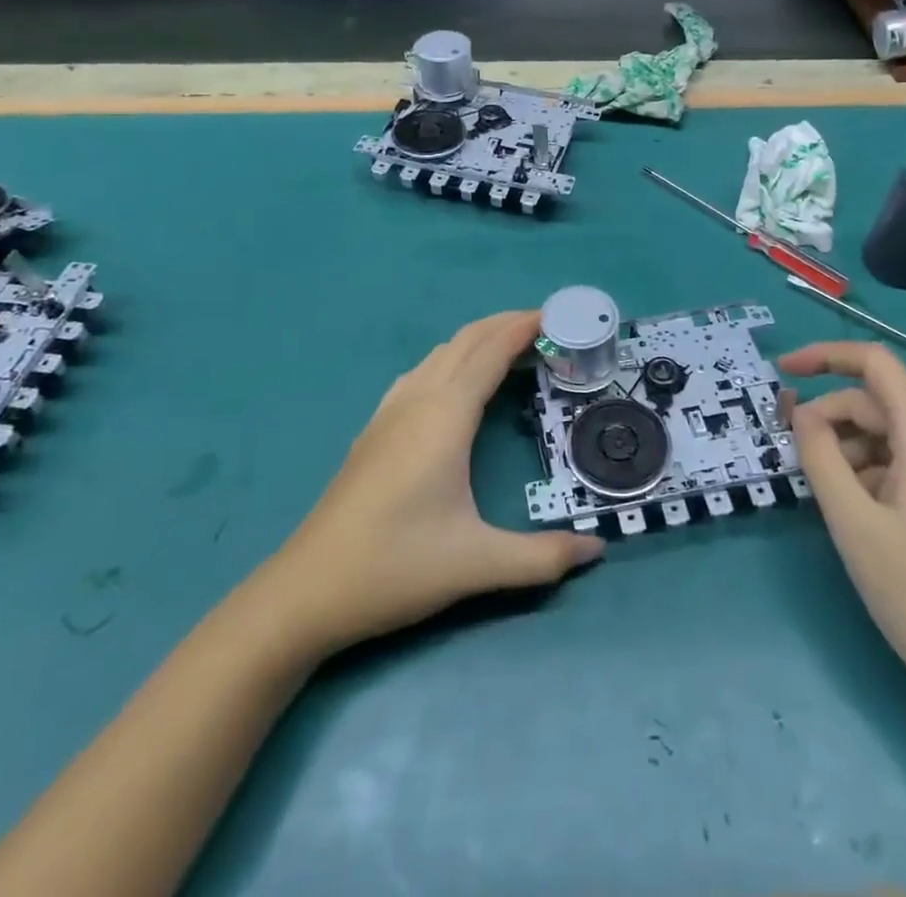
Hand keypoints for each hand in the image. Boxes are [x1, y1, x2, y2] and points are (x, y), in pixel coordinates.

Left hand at [264, 311, 603, 657]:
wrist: (308, 589)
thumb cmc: (396, 566)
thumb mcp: (478, 565)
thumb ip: (542, 557)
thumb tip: (596, 551)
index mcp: (445, 415)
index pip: (491, 352)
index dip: (524, 328)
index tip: (557, 316)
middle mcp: (417, 400)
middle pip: (466, 341)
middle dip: (505, 324)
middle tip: (546, 327)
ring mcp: (390, 411)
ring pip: (440, 354)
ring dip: (477, 340)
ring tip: (510, 349)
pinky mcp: (374, 429)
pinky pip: (420, 373)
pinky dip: (451, 360)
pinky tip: (456, 384)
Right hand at [781, 340, 905, 726]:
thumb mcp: (854, 524)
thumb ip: (820, 457)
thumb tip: (803, 413)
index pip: (875, 362)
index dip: (824, 355)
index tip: (783, 371)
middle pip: (881, 405)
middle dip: (832, 421)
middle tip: (797, 462)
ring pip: (896, 436)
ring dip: (854, 453)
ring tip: (833, 502)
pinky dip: (880, 473)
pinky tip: (866, 515)